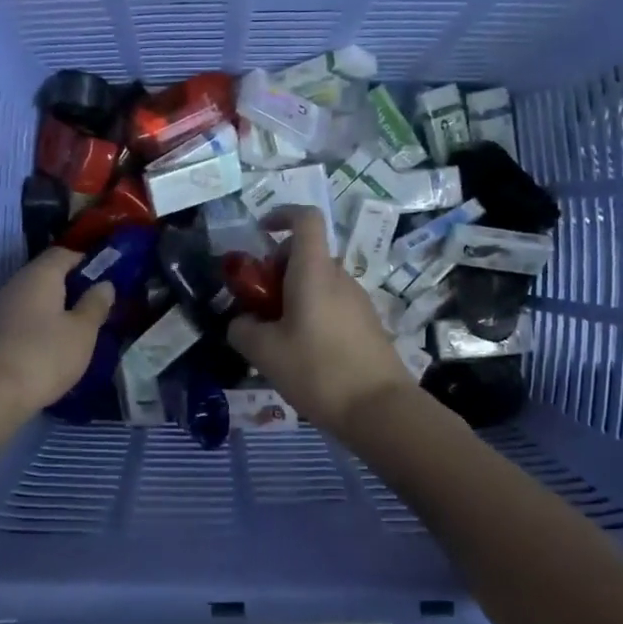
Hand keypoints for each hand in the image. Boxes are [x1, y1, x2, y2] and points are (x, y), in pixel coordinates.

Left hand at [0, 249, 114, 414]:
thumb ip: (95, 304)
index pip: (64, 253)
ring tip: (81, 326)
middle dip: (73, 285)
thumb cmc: (45, 355)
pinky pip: (25, 317)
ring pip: (36, 297)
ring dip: (58, 307)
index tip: (109, 276)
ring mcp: (2, 308)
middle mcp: (17, 283)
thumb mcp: (82, 331)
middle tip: (98, 304)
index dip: (87, 260)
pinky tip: (56, 343)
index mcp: (40, 274)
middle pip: (48, 274)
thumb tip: (105, 284)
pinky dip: (42, 324)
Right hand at [228, 207, 414, 437]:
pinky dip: (311, 314)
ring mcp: (357, 301)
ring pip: (317, 283)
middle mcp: (339, 277)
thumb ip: (242, 329)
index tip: (260, 232)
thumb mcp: (264, 352)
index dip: (281, 214)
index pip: (305, 218)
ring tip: (276, 338)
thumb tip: (242, 322)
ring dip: (292, 297)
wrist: (379, 409)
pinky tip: (303, 355)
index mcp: (314, 271)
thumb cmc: (317, 370)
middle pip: (305, 255)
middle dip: (276, 270)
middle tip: (258, 306)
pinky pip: (331, 305)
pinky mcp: (367, 324)